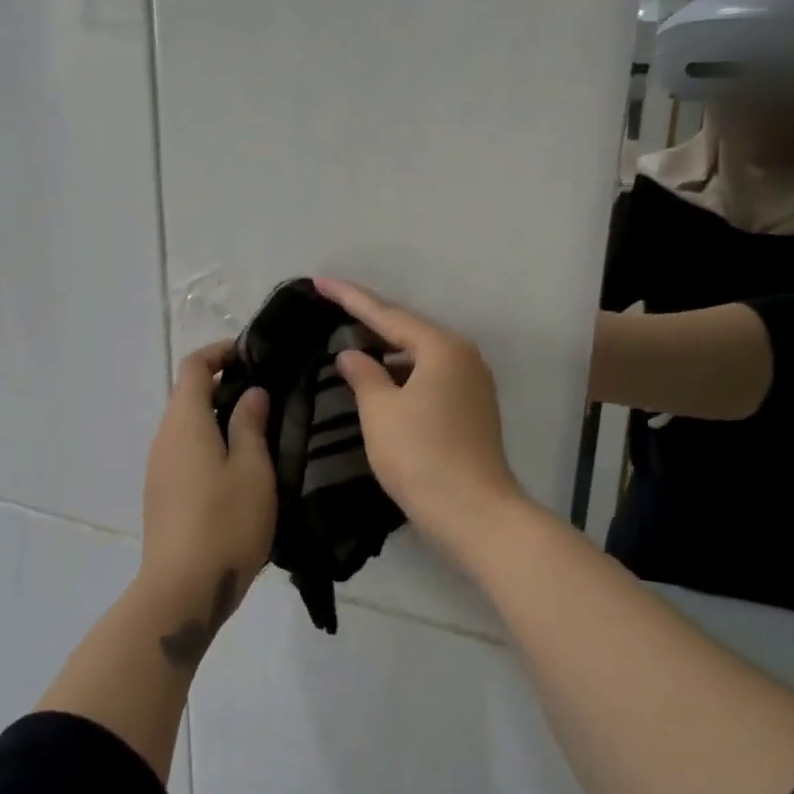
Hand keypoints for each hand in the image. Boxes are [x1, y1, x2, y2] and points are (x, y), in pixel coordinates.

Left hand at [140, 341, 275, 606]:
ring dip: (219, 417)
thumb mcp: (253, 469)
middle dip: (225, 385)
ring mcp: (159, 468)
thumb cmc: (225, 522)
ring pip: (188, 426)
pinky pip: (186, 452)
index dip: (220, 353)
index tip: (253, 356)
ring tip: (261, 429)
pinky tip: (240, 466)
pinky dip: (210, 443)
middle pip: (189, 395)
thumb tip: (251, 393)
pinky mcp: (162, 494)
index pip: (194, 367)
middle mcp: (164, 437)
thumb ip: (251, 425)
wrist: (182, 590)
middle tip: (269, 394)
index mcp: (185, 422)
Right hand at [315, 278, 523, 546]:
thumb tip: (351, 355)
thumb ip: (363, 375)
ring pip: (420, 357)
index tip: (320, 282)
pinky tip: (382, 383)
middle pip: (409, 332)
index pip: (387, 315)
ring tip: (351, 345)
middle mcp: (464, 357)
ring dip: (387, 353)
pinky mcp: (473, 410)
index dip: (350, 298)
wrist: (473, 511)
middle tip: (333, 310)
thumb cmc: (420, 455)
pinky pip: (431, 379)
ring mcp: (473, 384)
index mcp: (442, 348)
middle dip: (370, 323)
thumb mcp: (381, 411)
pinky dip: (403, 376)